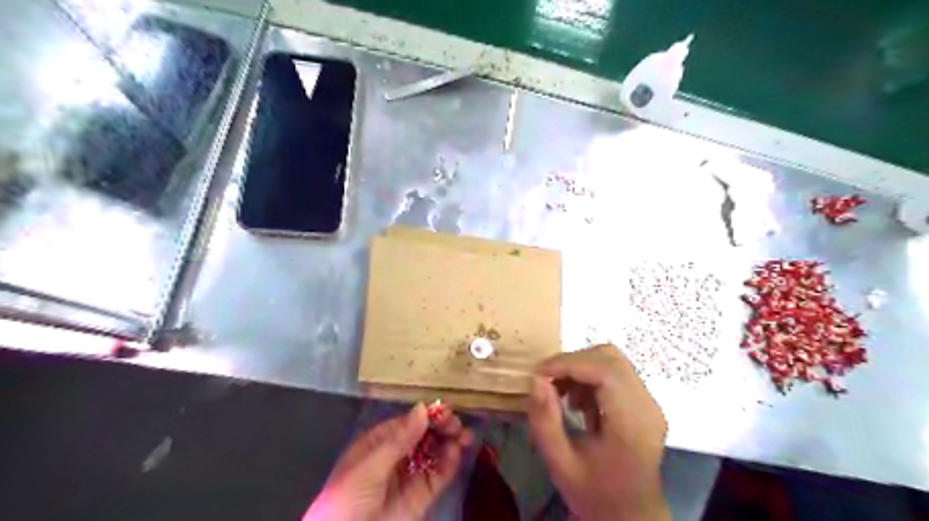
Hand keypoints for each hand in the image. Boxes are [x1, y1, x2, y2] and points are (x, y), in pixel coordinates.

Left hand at [307, 404, 472, 519]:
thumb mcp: (370, 466)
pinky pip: (438, 475)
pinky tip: (458, 453)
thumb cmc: (347, 500)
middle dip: (440, 427)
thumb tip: (422, 408)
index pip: (406, 423)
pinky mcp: (421, 496)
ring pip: (433, 453)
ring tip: (465, 436)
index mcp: (377, 444)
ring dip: (450, 442)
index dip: (425, 415)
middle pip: (423, 436)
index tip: (444, 409)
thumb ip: (399, 439)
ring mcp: (409, 475)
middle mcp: (396, 456)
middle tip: (456, 424)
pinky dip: (450, 463)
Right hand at [526, 344, 671, 518]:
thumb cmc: (596, 495)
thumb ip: (545, 422)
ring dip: (581, 368)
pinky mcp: (644, 402)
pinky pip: (615, 372)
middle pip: (610, 359)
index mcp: (632, 427)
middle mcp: (647, 407)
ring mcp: (649, 403)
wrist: (631, 516)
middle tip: (547, 383)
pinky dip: (590, 376)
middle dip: (572, 363)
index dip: (569, 364)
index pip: (606, 372)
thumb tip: (536, 380)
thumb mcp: (560, 465)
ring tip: (562, 396)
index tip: (539, 374)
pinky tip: (579, 403)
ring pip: (612, 360)